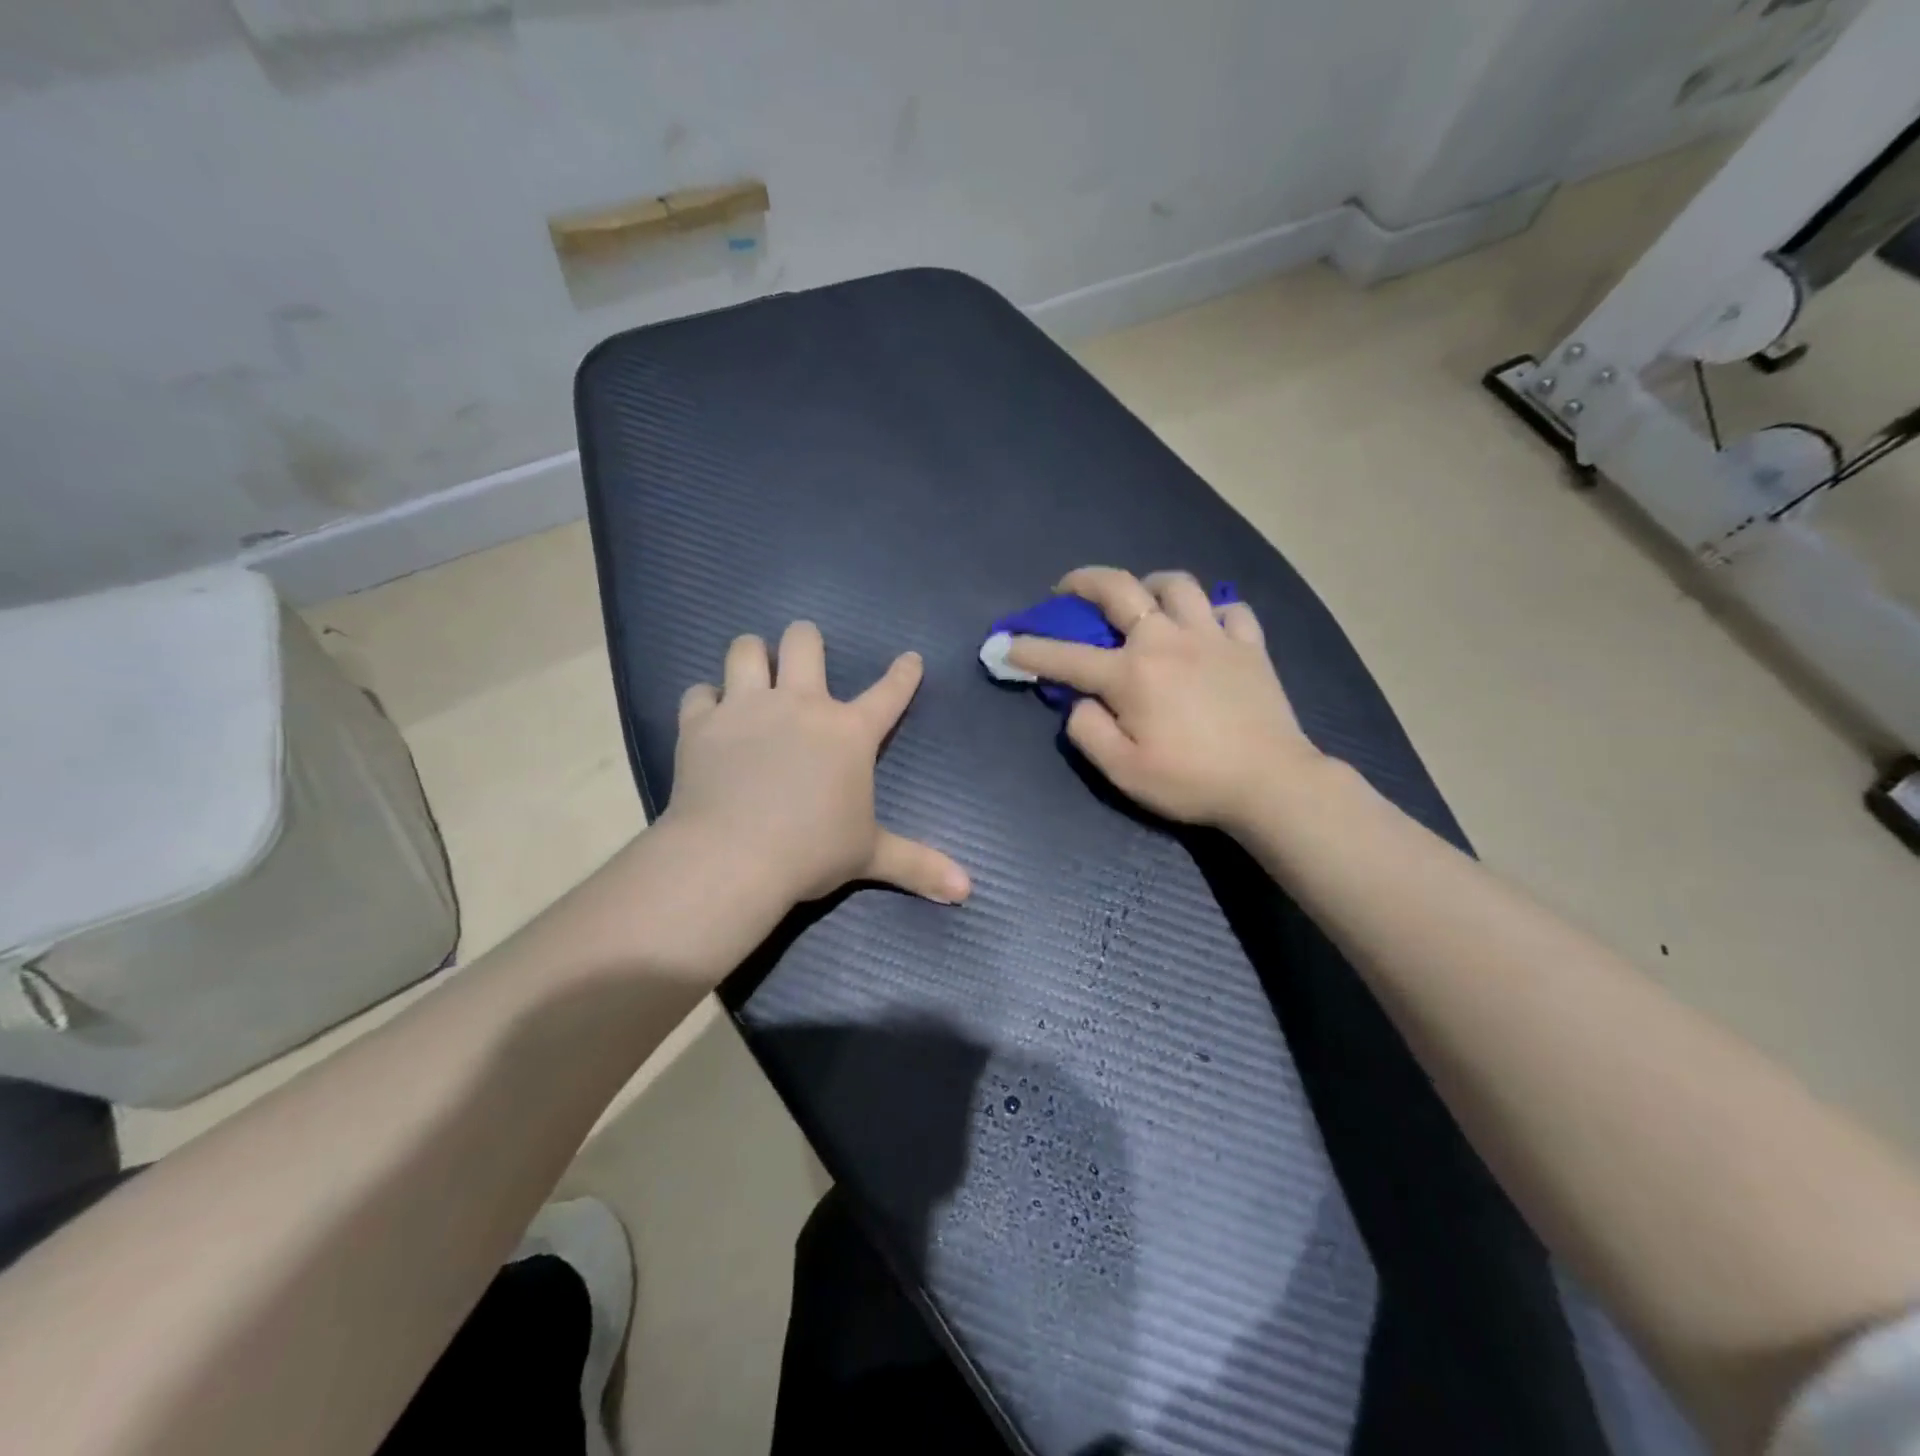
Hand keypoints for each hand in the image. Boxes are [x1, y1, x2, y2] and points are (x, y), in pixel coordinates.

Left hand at [664, 622, 971, 906]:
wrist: (733, 858)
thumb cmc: (811, 852)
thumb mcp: (870, 856)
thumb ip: (918, 865)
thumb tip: (968, 890)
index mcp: (848, 732)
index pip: (889, 693)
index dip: (904, 674)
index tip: (909, 658)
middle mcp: (800, 705)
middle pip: (804, 642)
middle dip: (805, 640)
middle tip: (802, 655)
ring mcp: (746, 708)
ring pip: (744, 649)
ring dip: (751, 655)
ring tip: (752, 669)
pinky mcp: (700, 724)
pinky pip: (698, 693)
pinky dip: (705, 700)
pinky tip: (709, 713)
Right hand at [1007, 567, 1321, 829]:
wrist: (1270, 783)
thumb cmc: (1190, 780)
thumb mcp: (1122, 771)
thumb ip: (1088, 731)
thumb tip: (1079, 702)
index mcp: (1131, 673)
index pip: (1065, 656)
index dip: (1029, 649)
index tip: (1004, 643)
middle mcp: (1167, 640)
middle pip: (1120, 589)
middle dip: (1084, 581)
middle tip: (1068, 589)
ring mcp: (1212, 637)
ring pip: (1178, 585)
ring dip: (1150, 584)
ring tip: (1142, 598)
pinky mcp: (1250, 646)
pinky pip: (1230, 610)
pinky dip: (1212, 612)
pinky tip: (1205, 626)